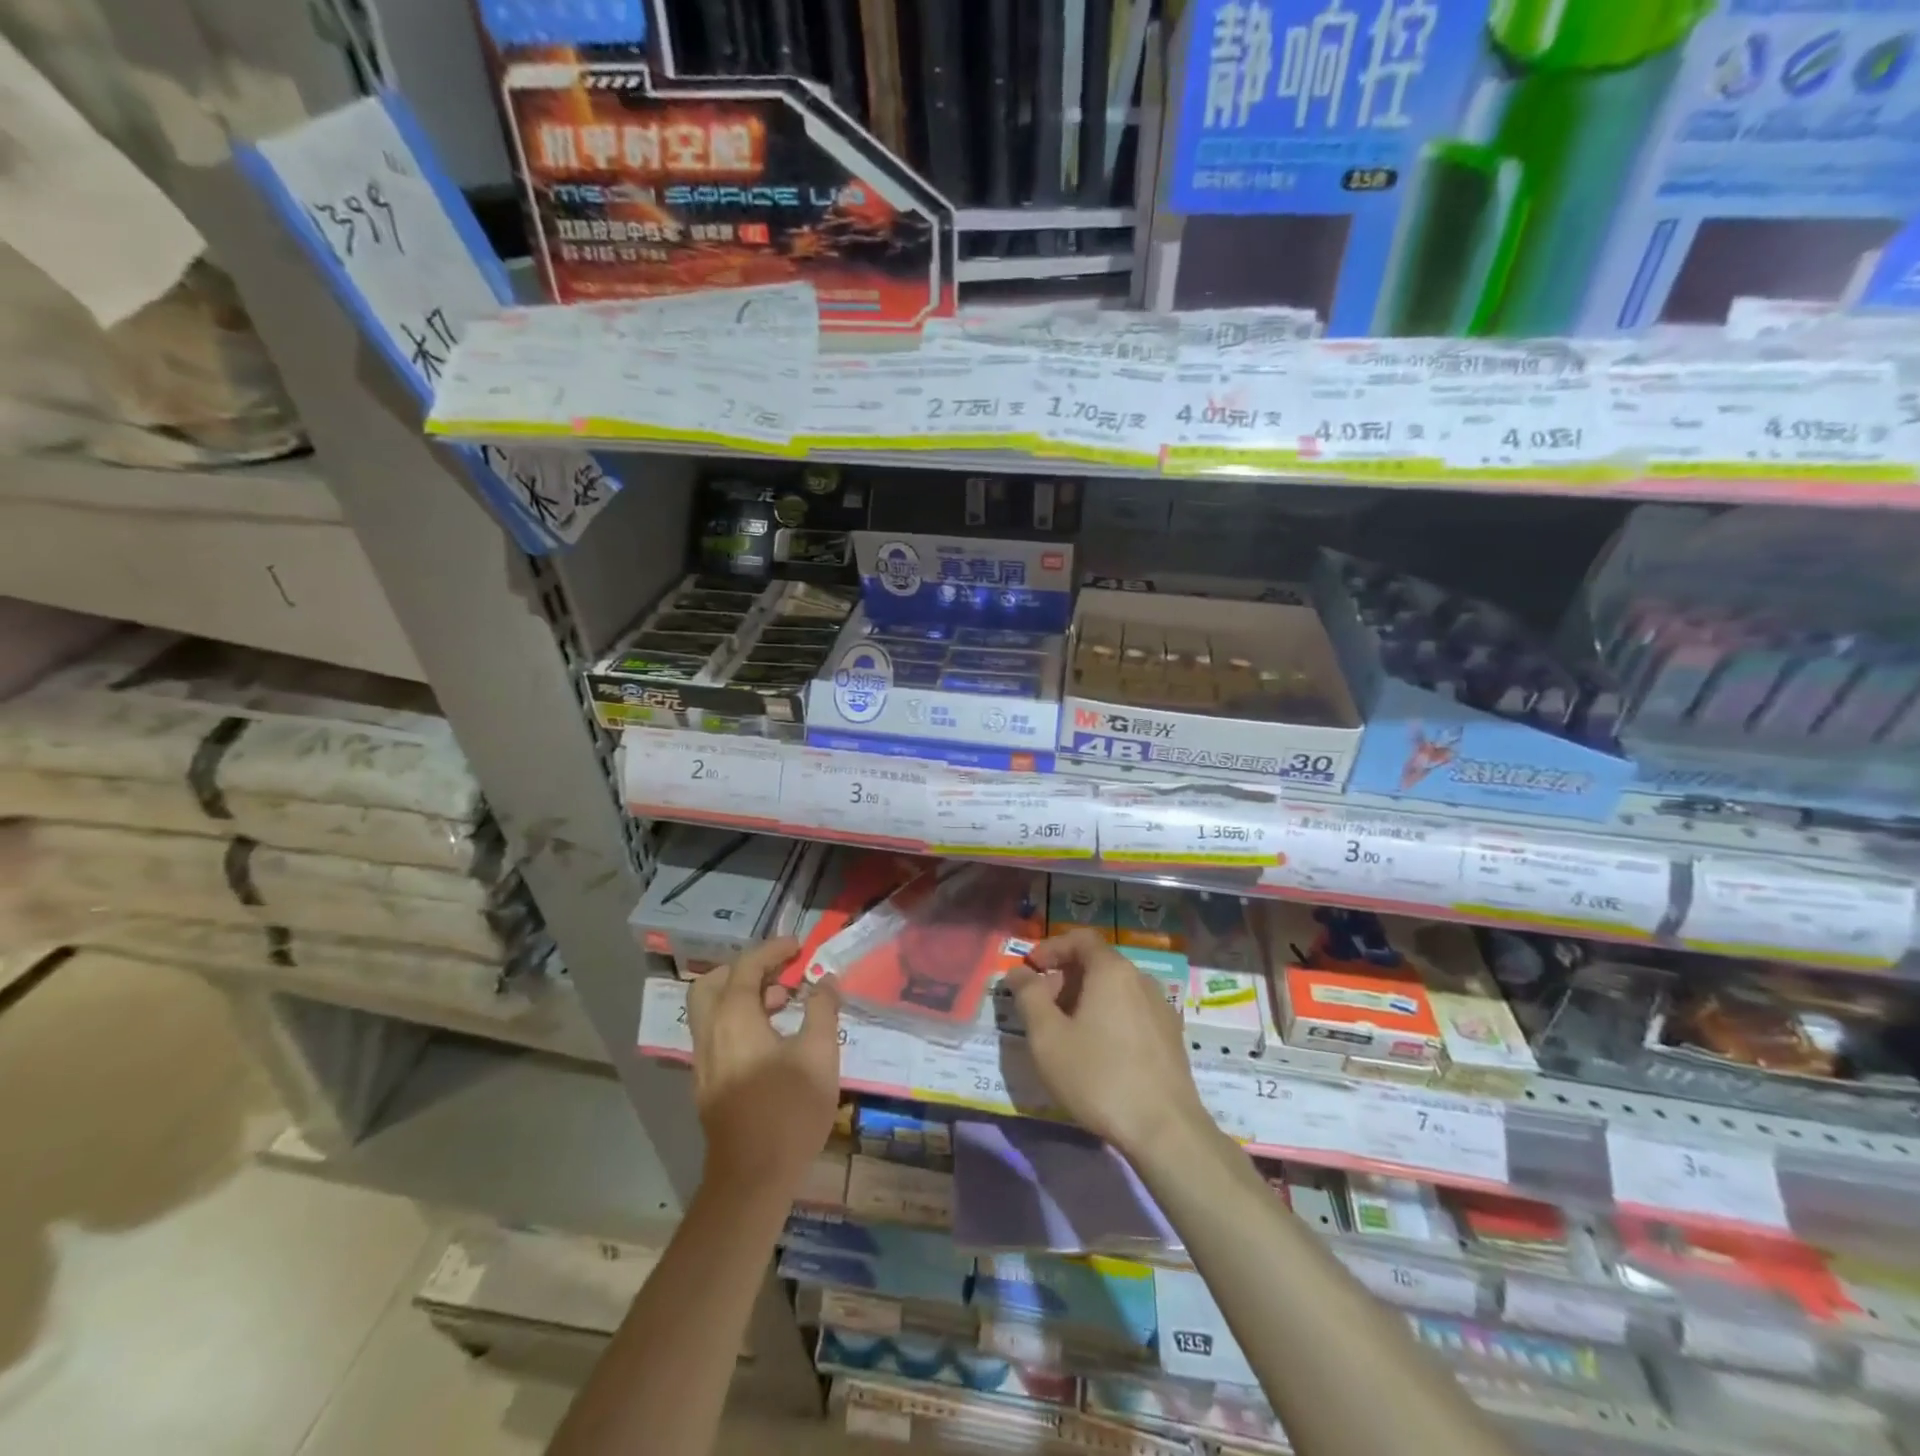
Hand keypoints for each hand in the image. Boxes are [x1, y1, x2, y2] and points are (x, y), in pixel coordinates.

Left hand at [688, 937, 841, 1197]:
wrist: (752, 1179)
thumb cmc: (790, 1110)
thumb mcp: (820, 1054)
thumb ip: (822, 1009)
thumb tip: (825, 980)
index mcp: (734, 1018)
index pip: (746, 967)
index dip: (772, 950)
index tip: (799, 946)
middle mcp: (711, 1033)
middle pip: (713, 984)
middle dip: (744, 969)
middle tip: (779, 971)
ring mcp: (704, 1062)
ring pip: (712, 1011)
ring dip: (743, 996)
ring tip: (785, 1003)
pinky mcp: (708, 1085)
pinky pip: (717, 1034)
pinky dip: (739, 1020)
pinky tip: (772, 1039)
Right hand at [1004, 929, 1211, 1156]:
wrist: (1166, 1130)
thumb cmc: (1099, 1077)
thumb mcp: (1048, 1038)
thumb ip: (1028, 997)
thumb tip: (1018, 973)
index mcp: (1112, 971)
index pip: (1080, 939)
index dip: (1051, 948)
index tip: (1029, 970)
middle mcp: (1141, 979)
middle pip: (1097, 964)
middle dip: (1063, 978)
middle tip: (1040, 1008)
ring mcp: (1161, 1008)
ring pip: (1114, 989)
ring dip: (1084, 1000)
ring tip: (1064, 1034)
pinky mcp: (1171, 1037)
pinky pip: (1131, 1011)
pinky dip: (1107, 1017)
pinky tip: (1097, 1053)